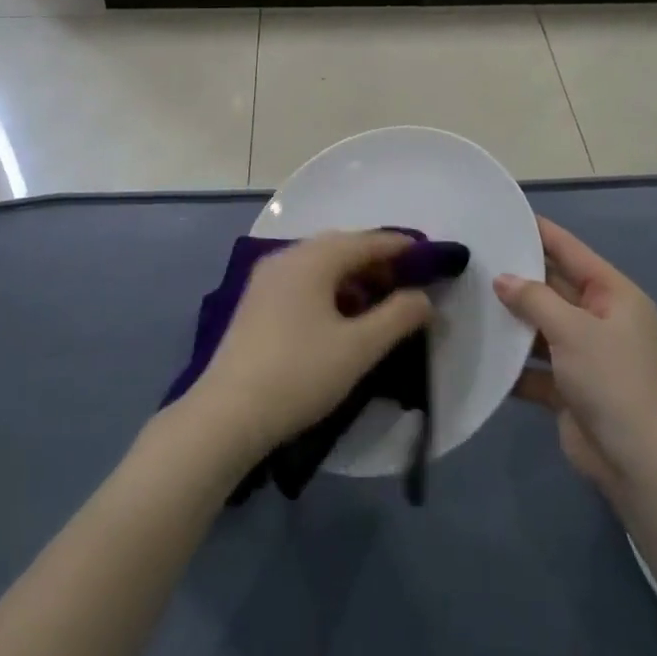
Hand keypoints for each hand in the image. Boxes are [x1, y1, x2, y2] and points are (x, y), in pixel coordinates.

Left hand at [188, 232, 433, 462]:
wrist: (227, 414)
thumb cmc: (299, 374)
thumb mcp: (359, 348)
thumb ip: (398, 317)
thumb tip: (423, 298)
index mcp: (312, 258)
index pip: (366, 241)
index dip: (400, 247)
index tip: (429, 254)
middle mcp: (287, 256)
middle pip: (340, 247)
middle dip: (376, 262)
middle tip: (406, 283)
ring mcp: (266, 278)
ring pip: (319, 265)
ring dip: (351, 277)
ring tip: (377, 304)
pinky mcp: (256, 301)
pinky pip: (302, 280)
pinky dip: (328, 289)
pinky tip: (340, 318)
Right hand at [495, 218, 656, 497]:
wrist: (636, 462)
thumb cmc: (611, 380)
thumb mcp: (572, 329)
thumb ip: (534, 299)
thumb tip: (502, 279)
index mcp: (613, 295)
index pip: (571, 251)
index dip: (540, 232)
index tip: (505, 215)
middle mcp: (600, 319)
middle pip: (553, 287)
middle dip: (517, 276)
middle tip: (474, 257)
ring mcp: (584, 354)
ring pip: (540, 326)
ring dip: (510, 319)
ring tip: (466, 297)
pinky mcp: (568, 387)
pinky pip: (534, 364)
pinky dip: (512, 361)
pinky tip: (478, 350)